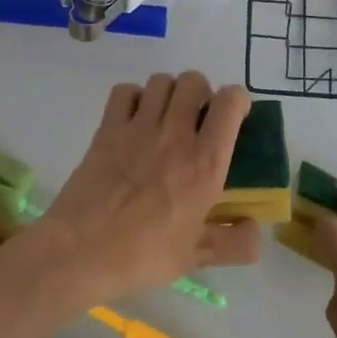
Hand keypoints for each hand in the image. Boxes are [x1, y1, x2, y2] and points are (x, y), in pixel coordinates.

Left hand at [38, 73, 260, 306]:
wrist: (80, 251)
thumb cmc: (143, 255)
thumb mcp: (197, 257)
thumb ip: (235, 243)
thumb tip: (256, 229)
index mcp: (205, 162)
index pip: (230, 102)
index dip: (237, 102)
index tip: (234, 119)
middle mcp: (175, 134)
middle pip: (194, 80)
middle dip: (201, 92)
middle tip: (197, 119)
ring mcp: (137, 128)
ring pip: (161, 81)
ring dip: (169, 92)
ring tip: (166, 117)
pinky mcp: (107, 129)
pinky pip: (125, 91)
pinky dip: (134, 97)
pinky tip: (134, 120)